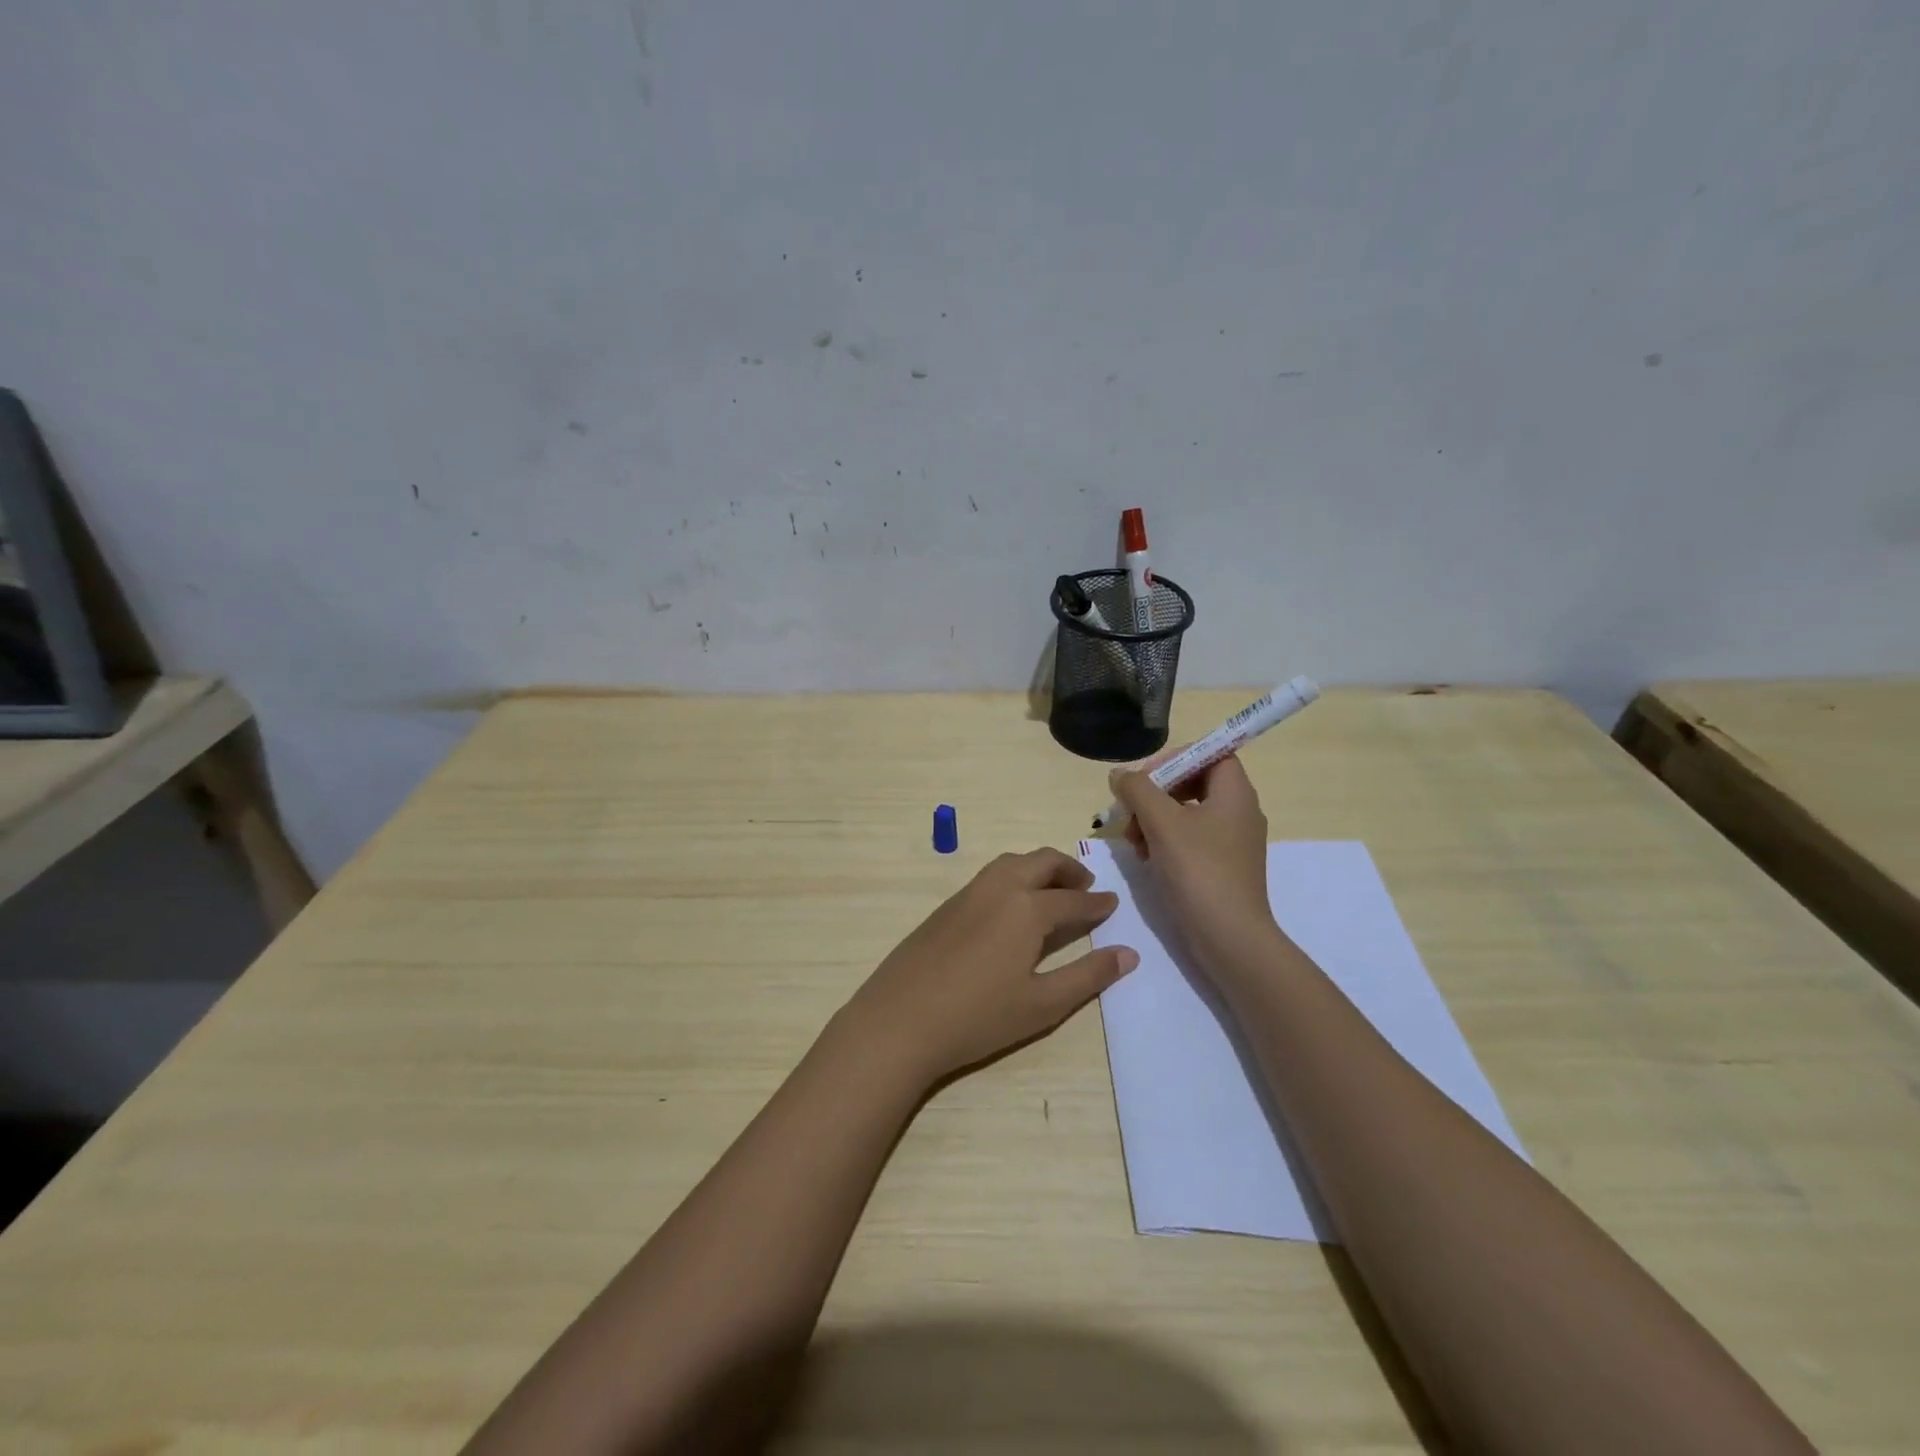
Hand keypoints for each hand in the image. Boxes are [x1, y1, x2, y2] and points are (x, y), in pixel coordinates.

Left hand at [839, 848, 1138, 1086]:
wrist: (900, 1020)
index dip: (1097, 904)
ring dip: (1038, 868)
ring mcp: (968, 893)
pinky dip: (1013, 877)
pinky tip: (1012, 907)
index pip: (1073, 900)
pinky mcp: (946, 906)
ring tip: (1052, 891)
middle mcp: (999, 888)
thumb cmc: (978, 1017)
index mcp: (1027, 907)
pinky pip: (989, 876)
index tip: (1113, 903)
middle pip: (1041, 862)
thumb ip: (1088, 976)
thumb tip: (1128, 954)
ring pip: (1011, 863)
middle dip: (1068, 870)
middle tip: (1086, 887)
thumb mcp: (1043, 1004)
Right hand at [1110, 753, 1279, 973]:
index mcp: (1235, 793)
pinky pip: (1189, 839)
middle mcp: (1239, 812)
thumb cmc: (1199, 871)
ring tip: (1132, 840)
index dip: (1176, 758)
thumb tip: (1120, 775)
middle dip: (1155, 793)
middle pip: (1192, 782)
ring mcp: (1231, 842)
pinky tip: (1145, 857)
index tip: (1146, 778)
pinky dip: (1164, 841)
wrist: (1229, 938)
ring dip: (1154, 818)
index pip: (1210, 754)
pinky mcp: (1221, 867)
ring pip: (1186, 812)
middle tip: (1130, 810)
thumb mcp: (1162, 822)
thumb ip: (1137, 789)